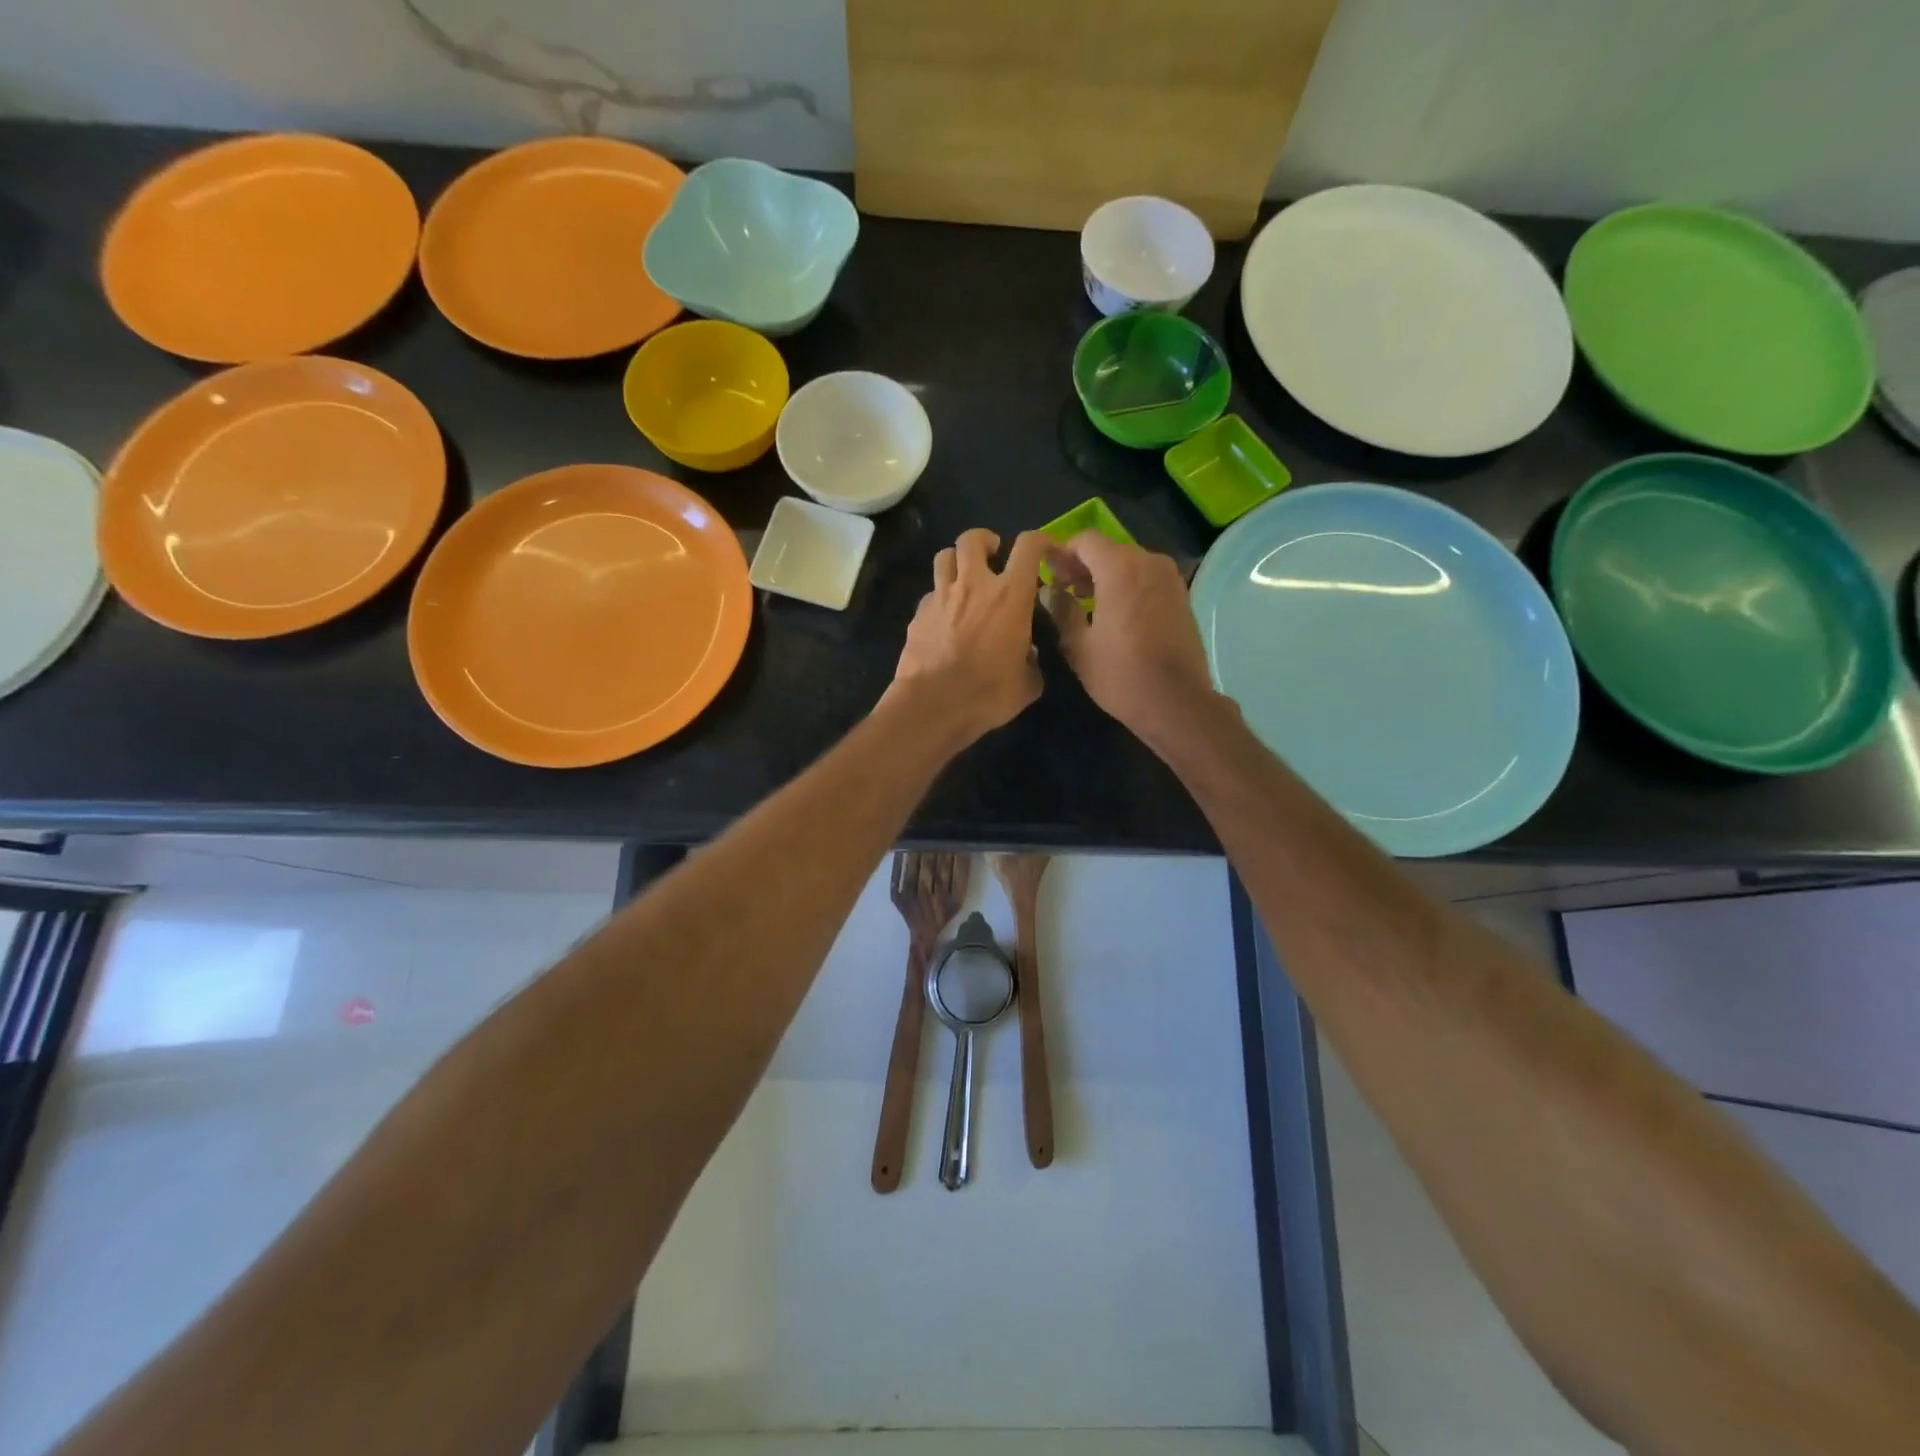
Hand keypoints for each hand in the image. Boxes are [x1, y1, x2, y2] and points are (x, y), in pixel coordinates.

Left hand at [884, 528, 1049, 748]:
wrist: (933, 705)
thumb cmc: (988, 693)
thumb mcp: (1027, 684)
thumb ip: (1032, 663)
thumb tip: (1027, 656)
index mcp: (1010, 595)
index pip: (1028, 546)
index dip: (1039, 540)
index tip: (1044, 550)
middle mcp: (974, 585)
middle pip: (973, 539)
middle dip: (985, 541)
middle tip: (993, 556)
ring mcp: (941, 596)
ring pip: (944, 556)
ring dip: (956, 561)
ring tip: (964, 578)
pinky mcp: (917, 614)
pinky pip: (930, 594)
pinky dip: (939, 598)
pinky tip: (944, 618)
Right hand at [1045, 532, 1217, 744]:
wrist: (1177, 702)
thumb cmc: (1121, 675)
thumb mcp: (1079, 646)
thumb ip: (1062, 610)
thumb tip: (1051, 591)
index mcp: (1119, 568)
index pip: (1084, 540)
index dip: (1062, 552)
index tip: (1048, 572)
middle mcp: (1148, 562)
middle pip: (1108, 549)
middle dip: (1083, 564)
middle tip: (1062, 588)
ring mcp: (1169, 578)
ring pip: (1129, 563)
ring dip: (1105, 574)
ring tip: (1085, 600)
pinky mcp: (1181, 595)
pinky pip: (1146, 578)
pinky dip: (1127, 585)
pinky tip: (1114, 611)